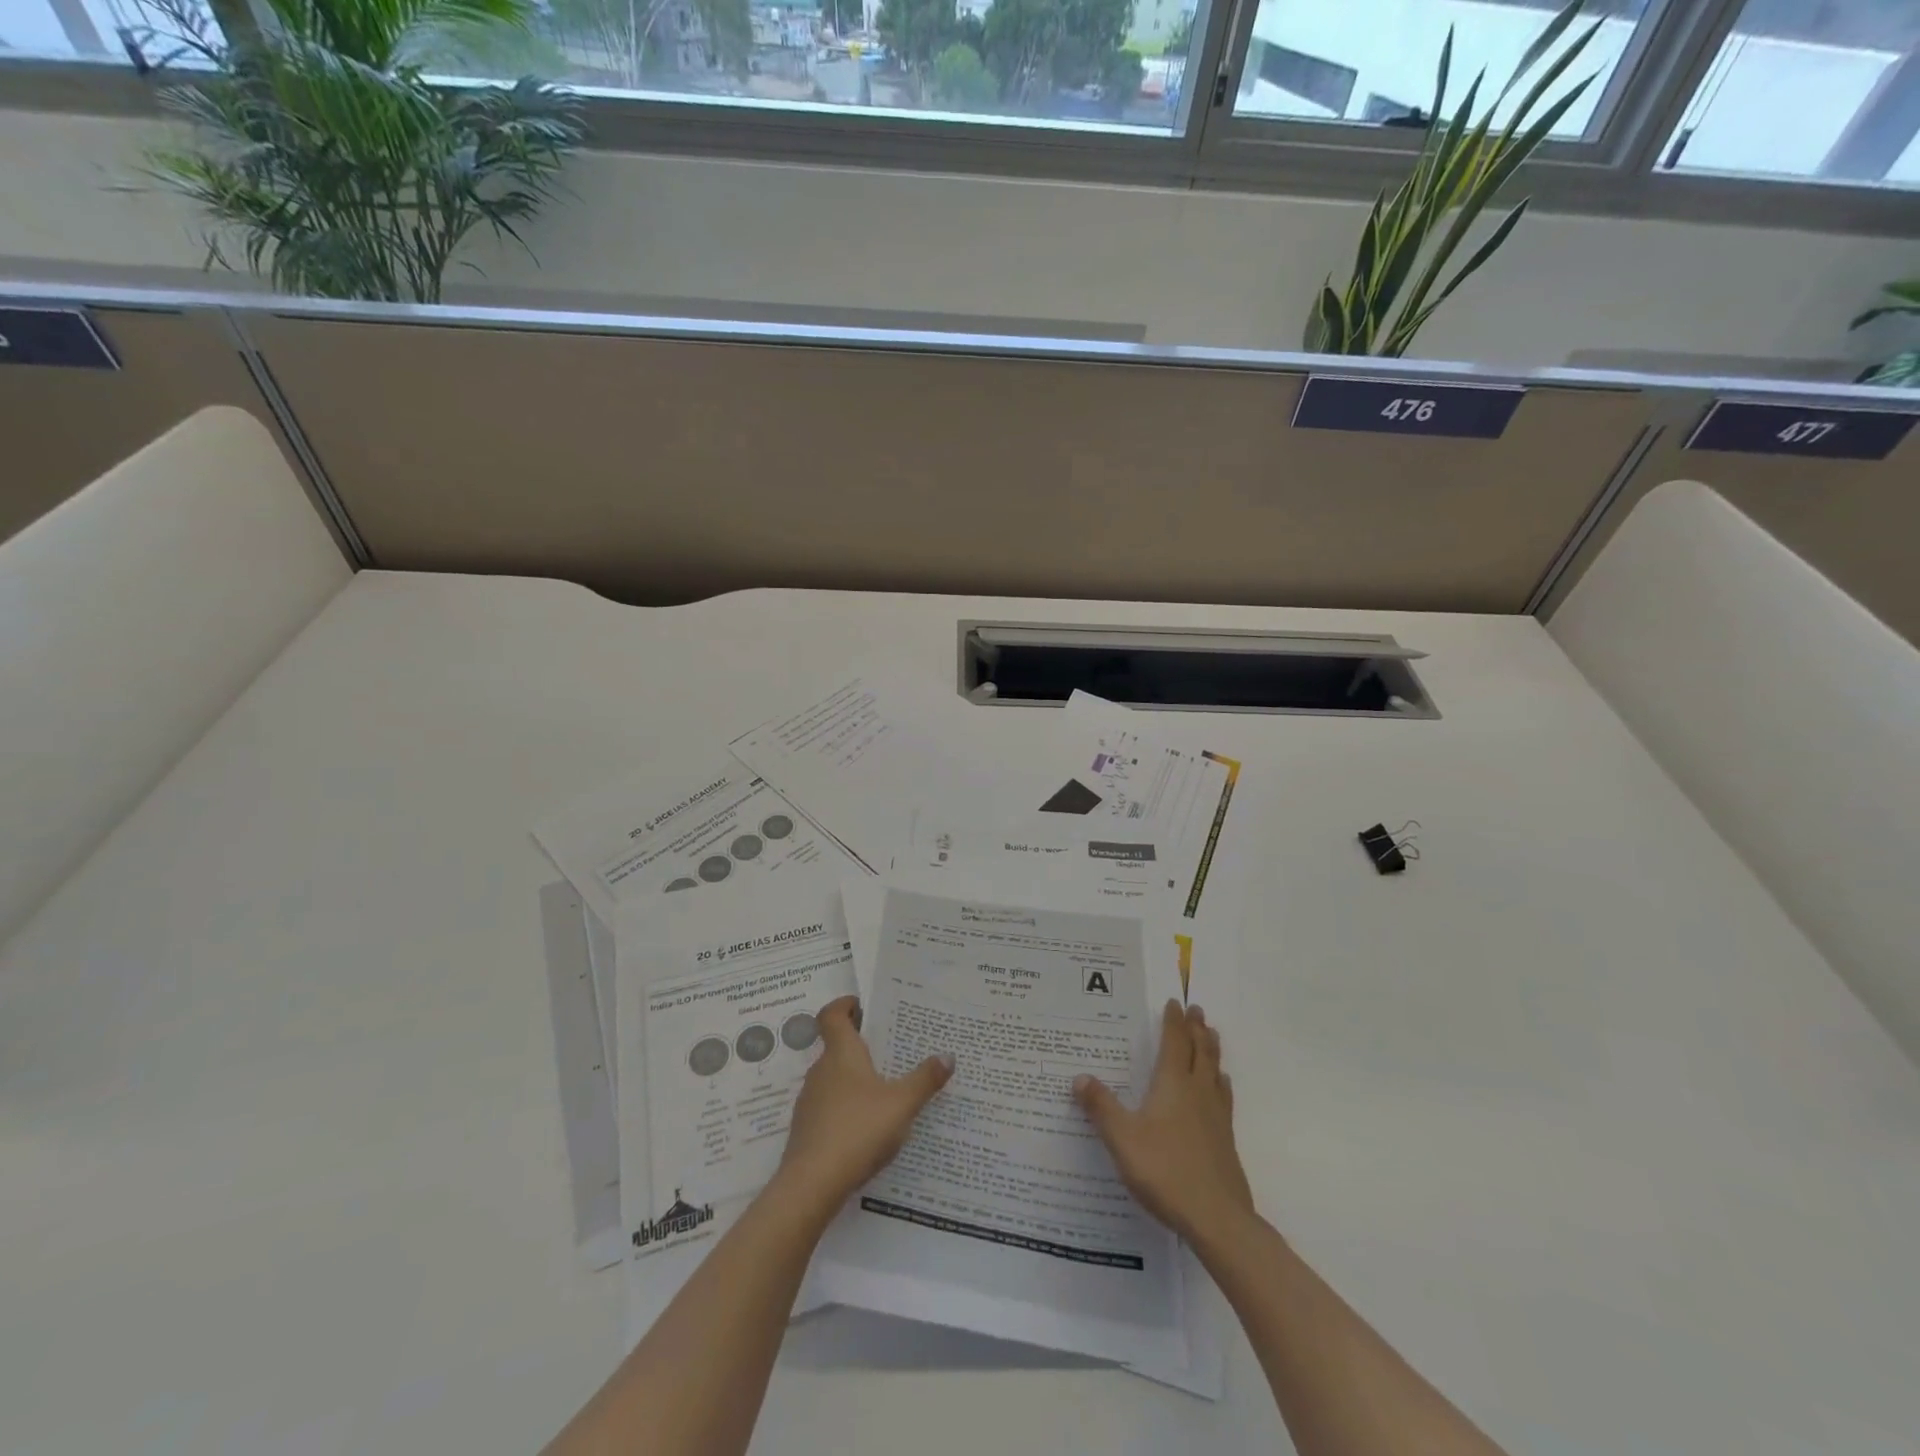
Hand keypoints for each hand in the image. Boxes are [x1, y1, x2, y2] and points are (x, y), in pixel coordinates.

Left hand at [777, 995, 953, 1220]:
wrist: (812, 1184)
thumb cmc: (858, 1130)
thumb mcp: (901, 1104)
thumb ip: (925, 1080)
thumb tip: (948, 1055)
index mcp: (841, 1054)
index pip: (832, 1015)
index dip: (844, 1005)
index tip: (861, 1005)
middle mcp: (821, 1070)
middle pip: (836, 1046)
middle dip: (860, 1045)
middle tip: (889, 1049)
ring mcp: (810, 1100)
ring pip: (833, 1078)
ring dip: (854, 1077)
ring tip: (884, 1088)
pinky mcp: (806, 1129)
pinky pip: (829, 1105)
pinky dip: (846, 1106)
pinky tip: (866, 1126)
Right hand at [1073, 999, 1254, 1244]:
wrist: (1217, 1218)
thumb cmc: (1165, 1171)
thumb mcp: (1122, 1139)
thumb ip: (1101, 1107)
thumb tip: (1079, 1076)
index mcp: (1173, 1085)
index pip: (1174, 1043)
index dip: (1173, 1022)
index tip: (1174, 1002)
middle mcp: (1197, 1092)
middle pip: (1199, 1051)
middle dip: (1196, 1028)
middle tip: (1196, 1009)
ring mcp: (1216, 1115)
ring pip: (1215, 1070)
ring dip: (1211, 1049)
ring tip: (1211, 1034)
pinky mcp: (1225, 1139)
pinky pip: (1223, 1096)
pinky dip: (1220, 1081)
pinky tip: (1221, 1085)